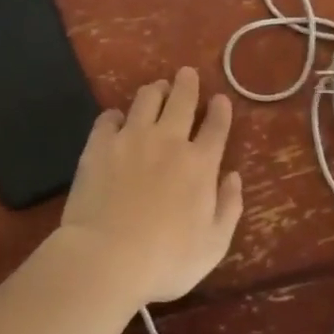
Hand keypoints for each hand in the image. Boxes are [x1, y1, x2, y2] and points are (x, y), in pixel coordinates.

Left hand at [56, 67, 243, 305]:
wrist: (106, 258)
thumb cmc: (166, 259)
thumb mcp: (214, 245)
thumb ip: (229, 207)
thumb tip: (233, 177)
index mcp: (200, 164)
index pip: (216, 126)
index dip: (220, 109)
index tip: (220, 99)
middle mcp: (169, 140)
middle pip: (182, 99)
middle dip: (188, 83)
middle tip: (187, 74)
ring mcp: (132, 138)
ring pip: (147, 99)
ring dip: (156, 90)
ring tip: (157, 89)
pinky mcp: (100, 145)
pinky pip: (109, 118)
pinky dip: (116, 115)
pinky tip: (117, 120)